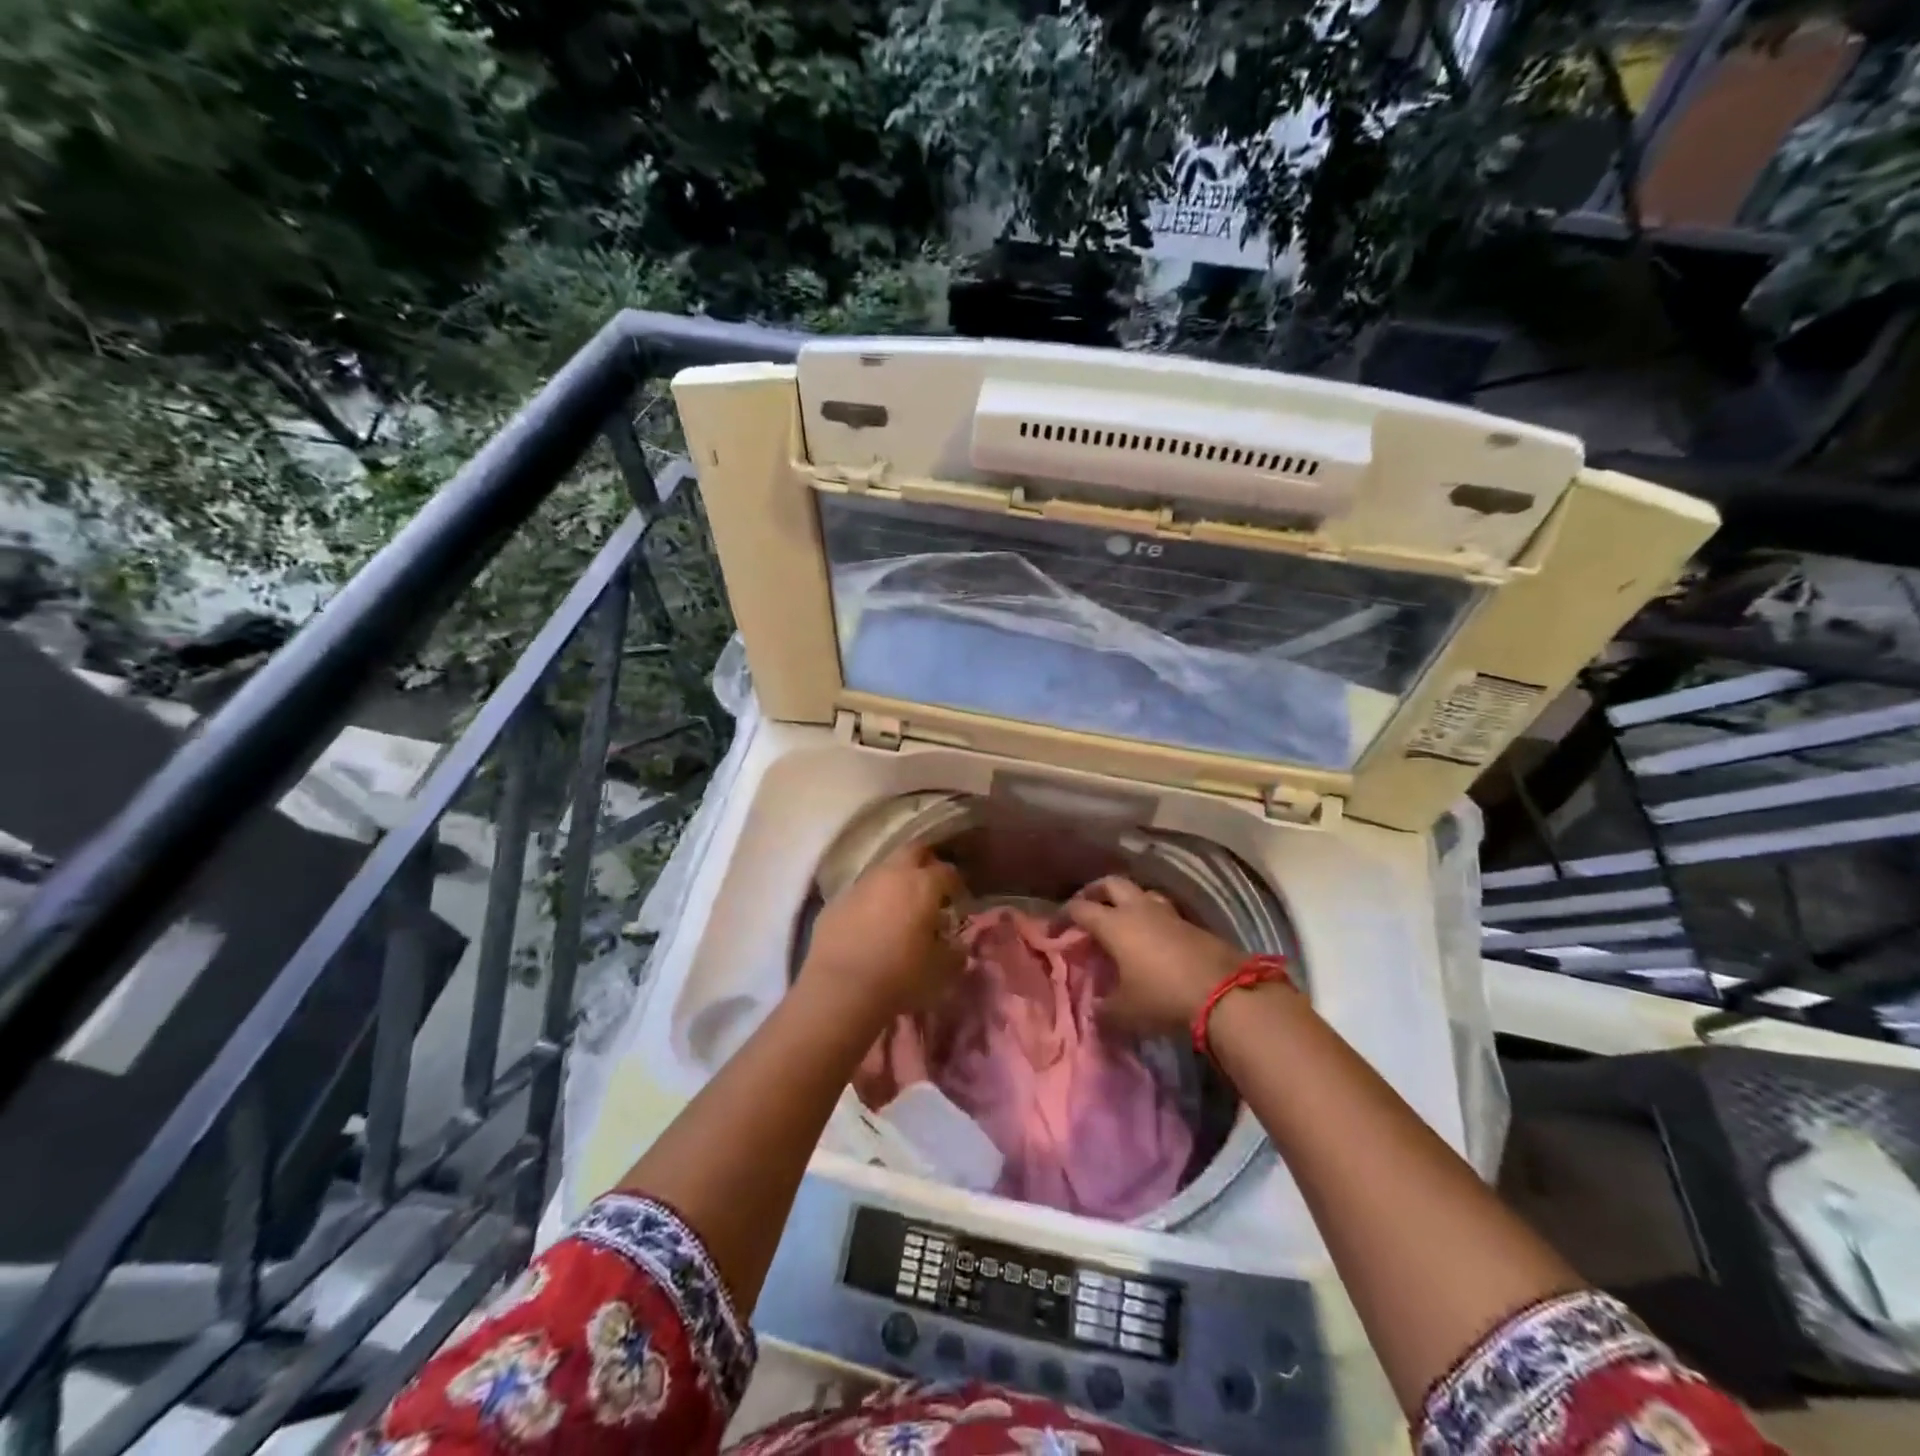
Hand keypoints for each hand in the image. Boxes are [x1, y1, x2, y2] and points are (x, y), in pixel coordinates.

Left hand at [801, 845, 965, 1024]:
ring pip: (883, 870)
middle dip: (924, 864)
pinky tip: (870, 925)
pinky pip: (859, 893)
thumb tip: (957, 946)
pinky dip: (870, 902)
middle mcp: (891, 874)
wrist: (840, 990)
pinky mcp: (834, 902)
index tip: (959, 900)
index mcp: (923, 884)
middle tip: (930, 888)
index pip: (947, 872)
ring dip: (894, 883)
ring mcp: (859, 885)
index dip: (956, 884)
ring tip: (899, 908)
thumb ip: (954, 951)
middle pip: (913, 852)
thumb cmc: (901, 977)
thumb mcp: (942, 970)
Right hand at [1067, 876, 1244, 1035]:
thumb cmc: (1162, 997)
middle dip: (1095, 892)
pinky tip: (1152, 936)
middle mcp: (1138, 909)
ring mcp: (1167, 913)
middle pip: (1111, 884)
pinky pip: (1163, 911)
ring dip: (1127, 900)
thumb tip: (1095, 1011)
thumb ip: (1104, 1010)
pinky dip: (1151, 917)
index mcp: (1114, 924)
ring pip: (1141, 893)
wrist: (1224, 993)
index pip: (1080, 909)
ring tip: (1122, 919)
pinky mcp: (1191, 924)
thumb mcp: (1125, 1012)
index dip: (1063, 916)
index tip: (1054, 930)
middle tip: (1087, 907)